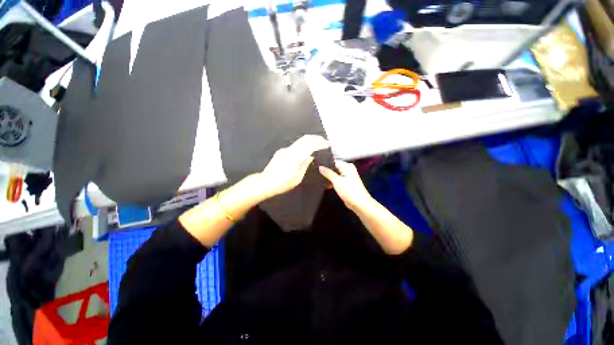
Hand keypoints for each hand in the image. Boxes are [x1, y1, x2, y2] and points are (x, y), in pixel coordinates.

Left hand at [257, 135, 329, 198]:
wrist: (265, 182)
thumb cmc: (283, 183)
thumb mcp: (297, 177)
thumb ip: (305, 165)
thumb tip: (311, 156)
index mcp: (295, 156)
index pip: (309, 144)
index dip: (319, 142)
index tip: (327, 144)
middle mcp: (289, 150)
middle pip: (304, 139)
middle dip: (315, 138)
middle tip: (323, 141)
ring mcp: (284, 150)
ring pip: (299, 142)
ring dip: (309, 141)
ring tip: (317, 144)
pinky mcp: (281, 152)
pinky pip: (294, 147)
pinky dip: (302, 146)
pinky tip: (305, 151)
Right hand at [319, 160, 373, 209]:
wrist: (359, 204)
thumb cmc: (350, 191)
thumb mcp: (336, 181)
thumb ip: (328, 173)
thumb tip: (320, 167)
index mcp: (347, 166)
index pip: (334, 162)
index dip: (325, 165)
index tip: (317, 167)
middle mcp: (348, 170)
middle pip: (334, 168)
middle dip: (326, 172)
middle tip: (317, 174)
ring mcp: (347, 177)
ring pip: (335, 175)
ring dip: (329, 178)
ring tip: (320, 180)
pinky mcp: (346, 184)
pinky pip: (337, 180)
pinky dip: (332, 182)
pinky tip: (326, 185)